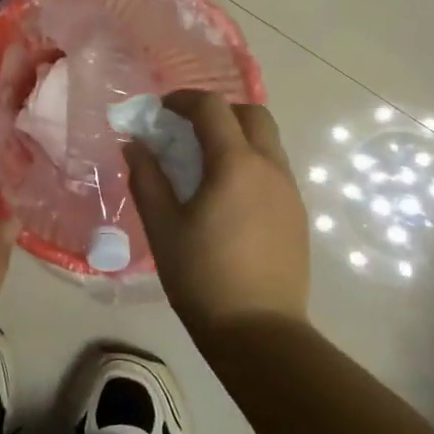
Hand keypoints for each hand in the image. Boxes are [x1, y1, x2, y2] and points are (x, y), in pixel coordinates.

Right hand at [125, 91, 309, 342]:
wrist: (260, 333)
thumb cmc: (202, 277)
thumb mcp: (162, 226)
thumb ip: (147, 178)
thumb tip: (135, 144)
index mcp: (235, 164)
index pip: (212, 108)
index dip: (183, 100)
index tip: (160, 111)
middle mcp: (270, 168)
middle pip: (252, 114)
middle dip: (218, 111)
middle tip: (187, 130)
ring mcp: (289, 191)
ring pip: (268, 141)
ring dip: (236, 135)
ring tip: (205, 162)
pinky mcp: (297, 214)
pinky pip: (274, 168)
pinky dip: (250, 161)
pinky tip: (227, 193)